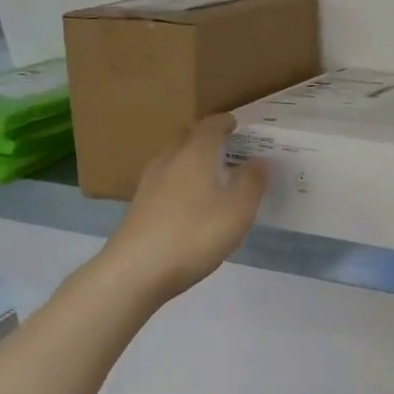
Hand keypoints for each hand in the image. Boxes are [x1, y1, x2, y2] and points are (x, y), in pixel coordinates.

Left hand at [101, 115, 267, 303]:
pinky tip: (185, 200)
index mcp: (194, 155)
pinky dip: (177, 180)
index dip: (223, 123)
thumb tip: (259, 161)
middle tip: (223, 144)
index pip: (209, 127)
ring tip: (206, 171)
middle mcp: (168, 162)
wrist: (135, 271)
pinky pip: (162, 181)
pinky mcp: (138, 208)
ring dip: (188, 158)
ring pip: (170, 159)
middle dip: (203, 136)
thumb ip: (251, 183)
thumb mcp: (237, 211)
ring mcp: (148, 185)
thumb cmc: (193, 235)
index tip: (235, 123)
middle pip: (185, 137)